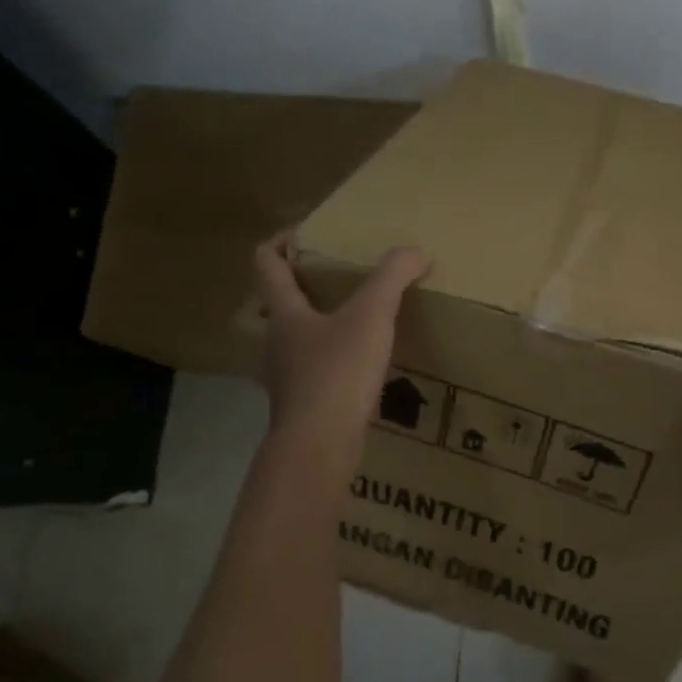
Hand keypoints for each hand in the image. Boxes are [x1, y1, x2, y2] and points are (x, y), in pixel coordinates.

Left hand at [252, 235, 430, 465]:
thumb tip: (415, 251)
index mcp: (284, 311)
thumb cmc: (336, 373)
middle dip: (307, 283)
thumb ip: (392, 278)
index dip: (282, 240)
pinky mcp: (303, 404)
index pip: (266, 262)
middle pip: (281, 300)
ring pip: (298, 337)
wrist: (318, 448)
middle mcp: (276, 340)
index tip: (308, 233)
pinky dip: (334, 357)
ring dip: (321, 322)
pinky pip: (315, 368)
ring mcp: (286, 375)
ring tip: (359, 318)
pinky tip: (364, 364)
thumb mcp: (371, 316)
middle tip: (341, 275)